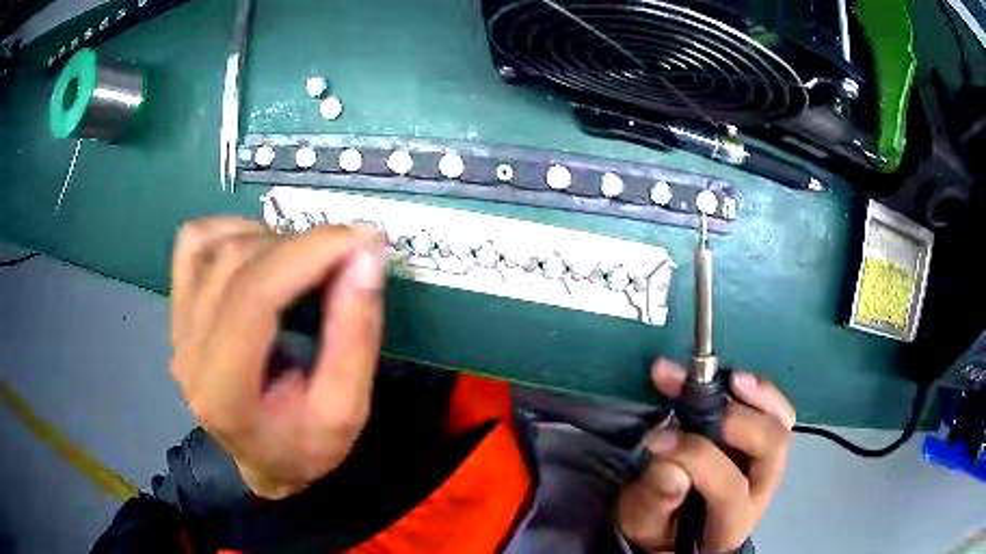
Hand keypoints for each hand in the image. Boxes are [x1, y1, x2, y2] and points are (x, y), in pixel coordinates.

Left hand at [169, 217, 384, 499]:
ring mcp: (176, 327)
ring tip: (305, 262)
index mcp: (225, 394)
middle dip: (299, 245)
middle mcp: (188, 353)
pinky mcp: (177, 308)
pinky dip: (233, 230)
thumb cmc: (305, 446)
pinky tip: (262, 252)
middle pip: (234, 263)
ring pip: (213, 243)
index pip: (253, 298)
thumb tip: (365, 255)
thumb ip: (356, 334)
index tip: (359, 239)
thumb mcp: (347, 410)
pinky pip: (195, 241)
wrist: (262, 458)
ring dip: (269, 238)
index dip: (306, 255)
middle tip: (345, 255)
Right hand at [617, 359, 795, 551]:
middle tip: (695, 402)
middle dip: (736, 420)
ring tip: (727, 378)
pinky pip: (778, 412)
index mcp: (731, 523)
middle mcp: (762, 491)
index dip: (695, 458)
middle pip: (770, 449)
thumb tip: (671, 464)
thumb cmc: (662, 528)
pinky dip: (761, 391)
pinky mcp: (767, 444)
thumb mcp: (645, 522)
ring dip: (756, 396)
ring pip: (781, 424)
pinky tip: (735, 378)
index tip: (656, 438)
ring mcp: (770, 465)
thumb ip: (656, 499)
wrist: (683, 529)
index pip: (729, 488)